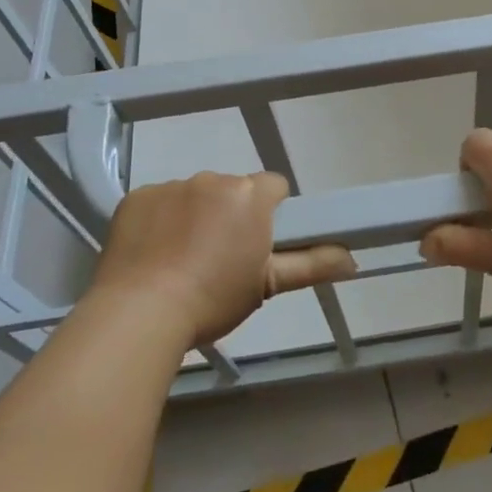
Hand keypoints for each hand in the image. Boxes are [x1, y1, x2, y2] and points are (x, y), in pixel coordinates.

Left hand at [89, 172, 355, 345]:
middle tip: (219, 259)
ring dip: (194, 217)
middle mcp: (213, 179)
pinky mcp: (136, 196)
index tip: (258, 243)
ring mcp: (171, 185)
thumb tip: (354, 259)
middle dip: (230, 215)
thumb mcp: (267, 284)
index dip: (270, 214)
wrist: (140, 312)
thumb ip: (313, 264)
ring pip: (194, 196)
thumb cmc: (214, 299)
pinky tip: (152, 255)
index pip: (273, 187)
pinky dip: (159, 222)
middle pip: (232, 190)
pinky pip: (158, 203)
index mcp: (250, 195)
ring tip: (181, 261)